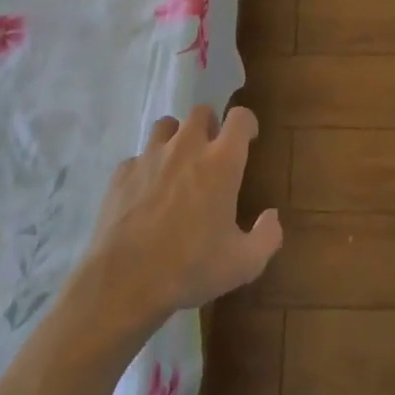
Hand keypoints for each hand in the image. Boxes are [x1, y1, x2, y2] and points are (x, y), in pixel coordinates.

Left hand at [75, 105, 282, 333]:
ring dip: (177, 138)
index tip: (249, 139)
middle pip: (201, 112)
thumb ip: (268, 236)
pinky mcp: (122, 172)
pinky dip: (147, 167)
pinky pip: (139, 157)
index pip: (240, 118)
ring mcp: (150, 156)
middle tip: (212, 153)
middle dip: (210, 125)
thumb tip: (272, 216)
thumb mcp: (244, 263)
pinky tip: (147, 193)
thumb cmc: (190, 268)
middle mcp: (186, 148)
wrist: (124, 281)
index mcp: (221, 162)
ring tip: (178, 165)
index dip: (247, 124)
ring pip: (166, 126)